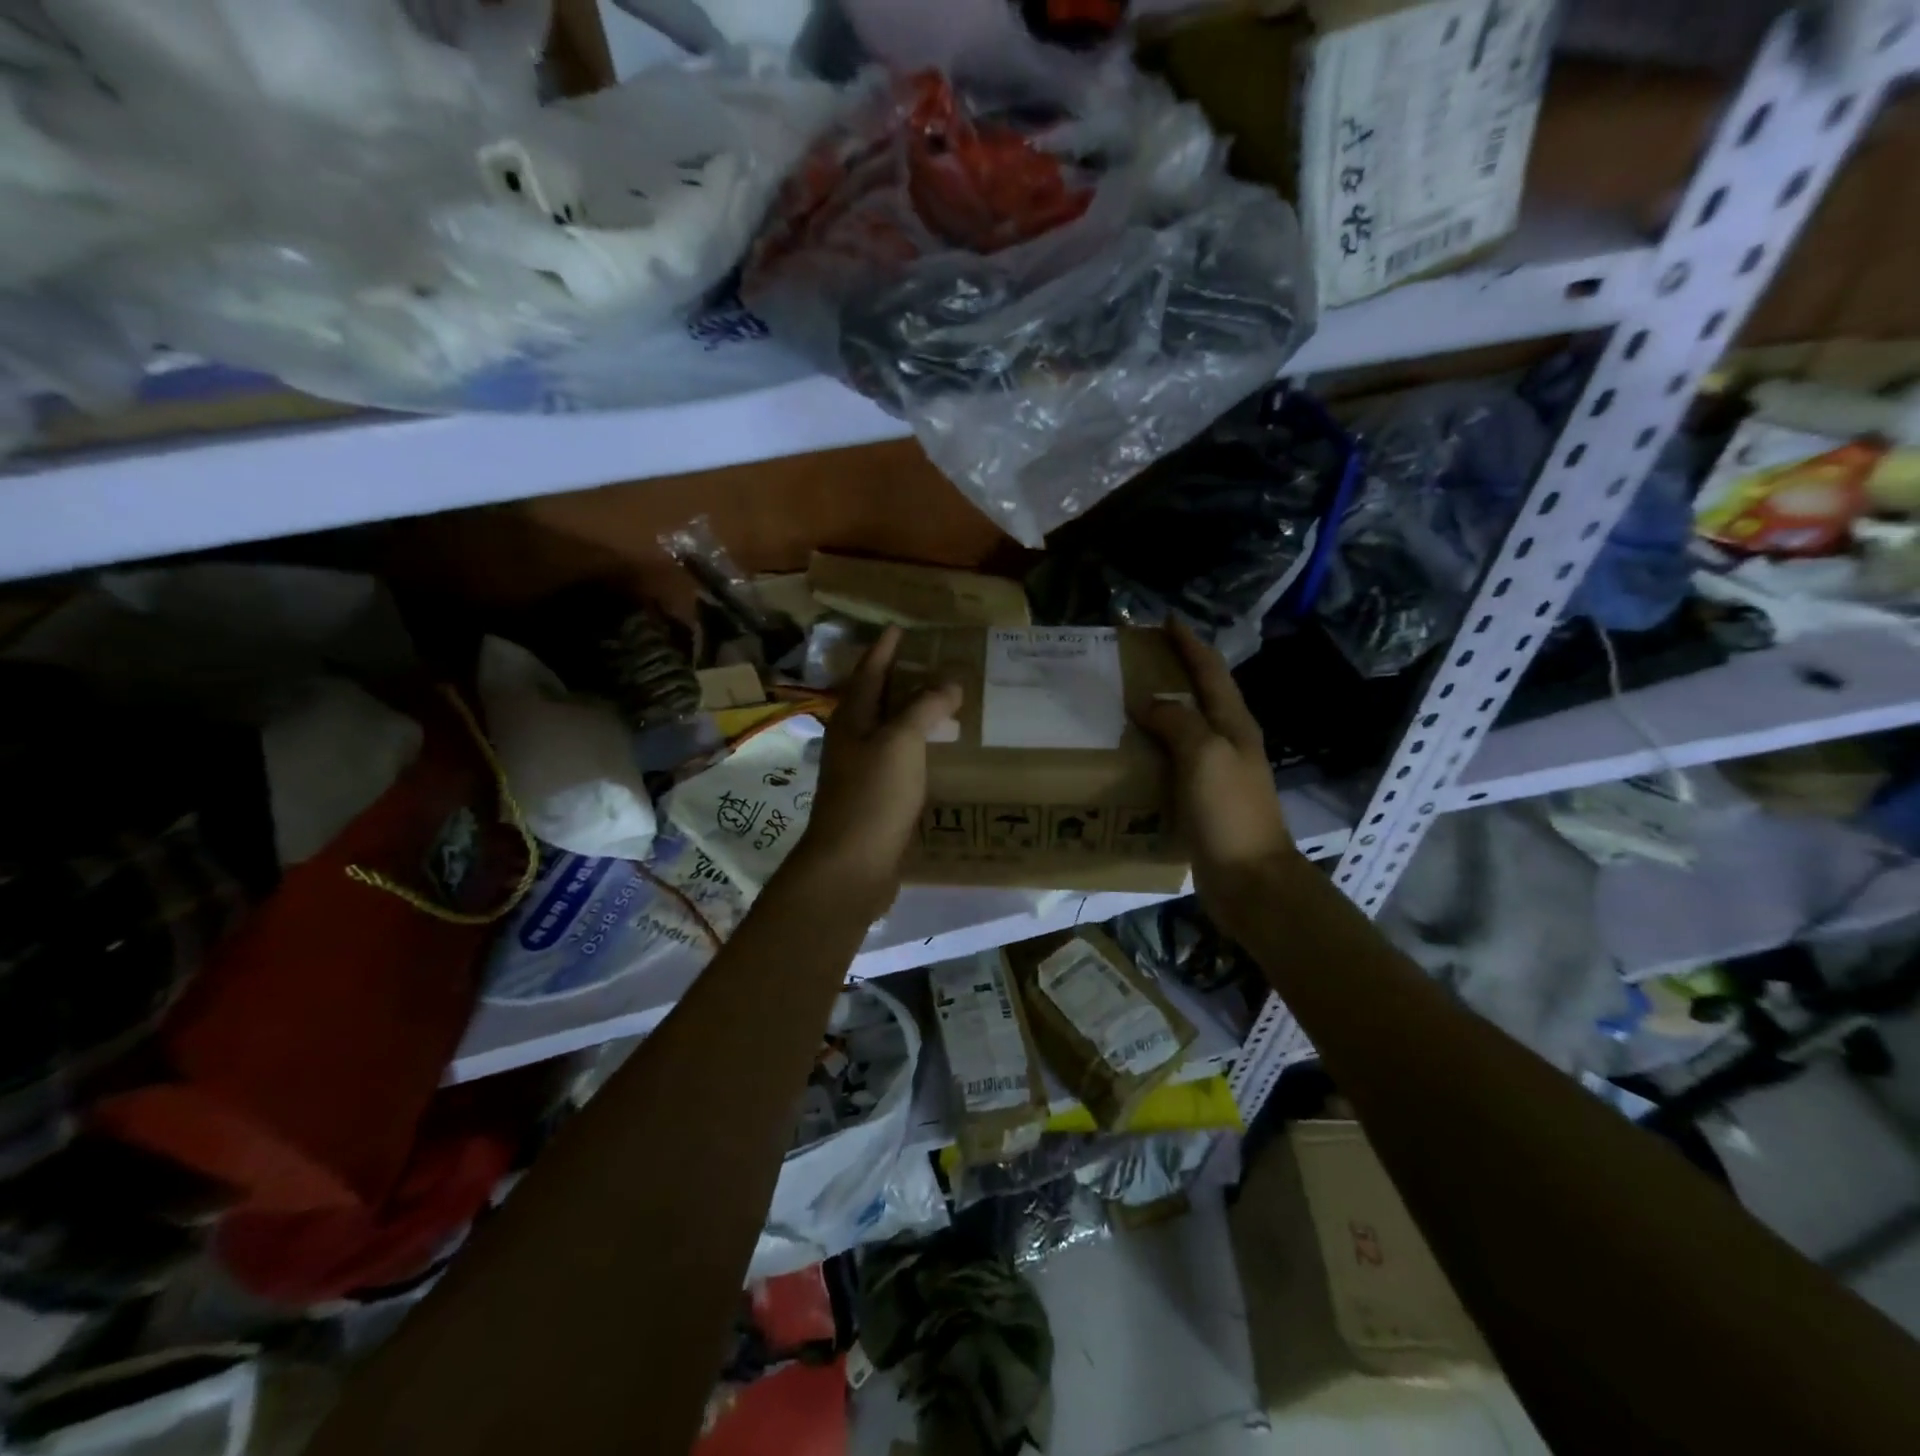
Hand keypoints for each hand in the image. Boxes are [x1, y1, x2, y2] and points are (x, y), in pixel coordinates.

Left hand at [790, 626, 962, 914]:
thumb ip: (924, 707)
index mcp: (852, 719)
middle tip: (934, 661)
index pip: (869, 672)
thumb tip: (949, 682)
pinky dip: (919, 748)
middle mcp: (852, 741)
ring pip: (889, 731)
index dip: (885, 649)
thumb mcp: (900, 741)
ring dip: (912, 714)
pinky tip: (941, 752)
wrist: (852, 865)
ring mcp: (862, 771)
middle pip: (877, 700)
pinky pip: (900, 761)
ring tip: (945, 701)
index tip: (901, 627)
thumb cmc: (873, 796)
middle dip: (901, 678)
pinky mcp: (876, 799)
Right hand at [1134, 619, 1299, 925]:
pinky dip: (1151, 750)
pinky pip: (1171, 763)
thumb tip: (1148, 702)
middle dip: (1172, 672)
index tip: (1166, 620)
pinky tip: (1127, 755)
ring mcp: (1214, 774)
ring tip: (1121, 703)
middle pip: (1198, 697)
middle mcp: (1226, 744)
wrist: (1249, 880)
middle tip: (1134, 661)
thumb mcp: (1204, 755)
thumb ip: (1177, 721)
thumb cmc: (1229, 812)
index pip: (1211, 672)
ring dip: (1158, 712)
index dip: (1190, 644)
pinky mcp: (1199, 801)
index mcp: (1233, 726)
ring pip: (1183, 730)